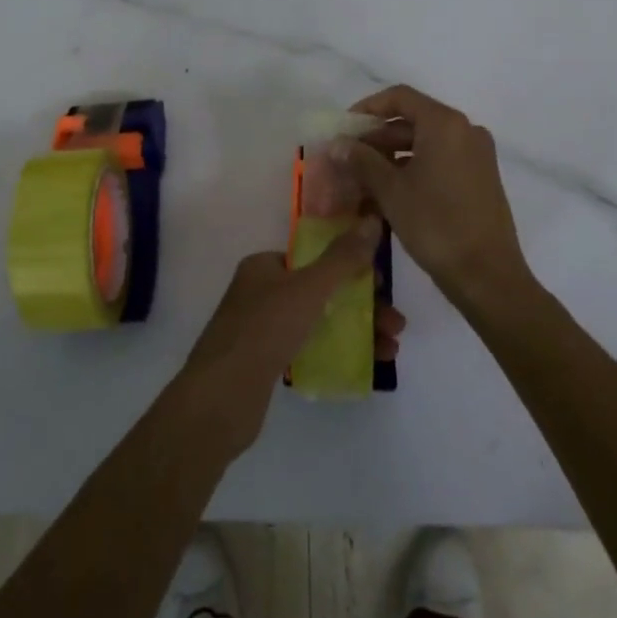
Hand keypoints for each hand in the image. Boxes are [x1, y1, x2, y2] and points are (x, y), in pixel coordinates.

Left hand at [178, 223, 406, 457]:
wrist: (220, 398)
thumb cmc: (265, 329)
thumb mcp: (310, 288)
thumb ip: (343, 257)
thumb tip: (372, 219)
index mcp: (263, 266)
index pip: (312, 257)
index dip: (349, 267)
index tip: (380, 286)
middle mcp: (259, 293)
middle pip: (321, 290)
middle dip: (362, 305)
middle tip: (395, 324)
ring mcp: (260, 329)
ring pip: (318, 321)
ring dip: (356, 331)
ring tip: (391, 351)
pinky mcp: (264, 364)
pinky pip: (308, 349)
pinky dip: (336, 352)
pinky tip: (365, 366)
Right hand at [342, 85, 535, 312]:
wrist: (487, 275)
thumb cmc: (435, 225)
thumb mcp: (391, 191)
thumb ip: (362, 161)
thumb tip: (337, 144)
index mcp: (445, 124)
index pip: (400, 97)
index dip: (368, 107)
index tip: (344, 127)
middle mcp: (465, 130)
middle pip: (413, 119)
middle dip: (378, 136)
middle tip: (348, 157)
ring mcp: (477, 154)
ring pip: (426, 142)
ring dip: (393, 154)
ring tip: (363, 177)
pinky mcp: (481, 177)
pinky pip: (441, 159)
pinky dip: (414, 167)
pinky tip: (390, 190)